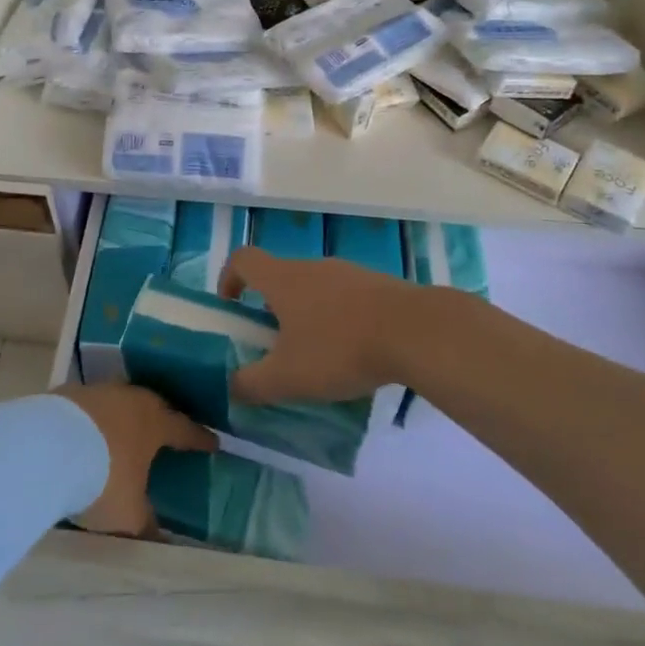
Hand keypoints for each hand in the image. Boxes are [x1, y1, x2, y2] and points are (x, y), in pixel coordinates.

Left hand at [53, 383, 215, 535]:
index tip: (213, 442)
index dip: (200, 438)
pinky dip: (96, 417)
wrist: (47, 447)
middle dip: (164, 418)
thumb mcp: (128, 514)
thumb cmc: (101, 479)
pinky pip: (92, 404)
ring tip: (127, 429)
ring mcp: (100, 391)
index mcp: (155, 424)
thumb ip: (147, 524)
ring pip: (122, 400)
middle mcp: (131, 400)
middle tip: (169, 429)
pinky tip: (89, 431)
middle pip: (155, 405)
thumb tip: (162, 540)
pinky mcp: (70, 393)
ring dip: (127, 414)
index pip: (185, 430)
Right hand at [219, 248, 423, 404]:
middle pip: (280, 277)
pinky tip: (355, 355)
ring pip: (315, 288)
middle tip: (276, 347)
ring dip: (307, 316)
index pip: (243, 259)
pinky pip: (346, 299)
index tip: (232, 308)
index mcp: (283, 279)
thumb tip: (230, 386)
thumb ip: (251, 384)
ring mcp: (348, 273)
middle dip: (271, 308)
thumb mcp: (287, 378)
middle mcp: (312, 267)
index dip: (229, 278)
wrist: (415, 331)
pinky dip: (340, 320)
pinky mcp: (378, 286)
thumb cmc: (339, 348)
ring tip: (318, 357)